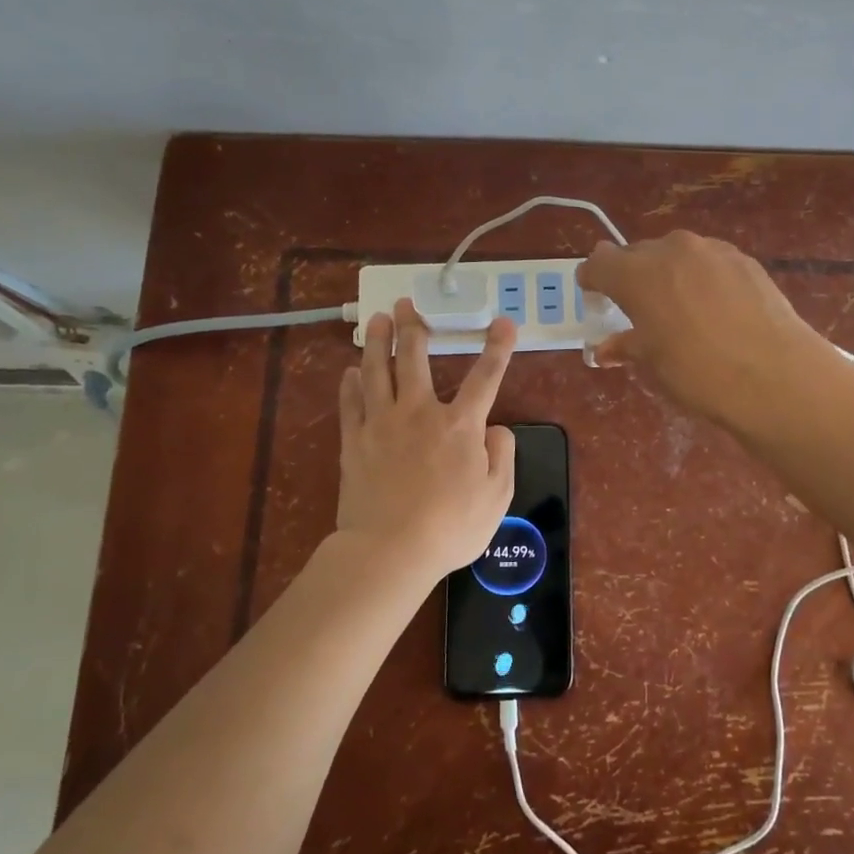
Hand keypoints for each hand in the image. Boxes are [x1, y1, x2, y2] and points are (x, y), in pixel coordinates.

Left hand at [336, 299, 517, 582]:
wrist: (390, 550)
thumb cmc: (451, 527)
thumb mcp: (497, 496)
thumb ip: (502, 456)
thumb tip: (496, 429)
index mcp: (460, 425)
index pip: (485, 377)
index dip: (497, 348)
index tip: (504, 322)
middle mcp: (419, 413)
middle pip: (415, 359)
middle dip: (414, 327)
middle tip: (406, 304)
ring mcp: (382, 424)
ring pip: (377, 371)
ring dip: (377, 341)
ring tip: (376, 319)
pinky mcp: (354, 441)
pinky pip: (351, 403)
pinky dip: (351, 384)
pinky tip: (350, 371)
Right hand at [577, 231, 831, 426]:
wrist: (774, 376)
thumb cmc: (698, 372)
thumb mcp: (653, 363)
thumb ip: (625, 346)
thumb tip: (605, 348)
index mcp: (637, 273)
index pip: (599, 262)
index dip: (593, 279)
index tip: (595, 297)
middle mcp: (671, 250)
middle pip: (638, 253)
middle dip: (631, 277)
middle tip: (637, 311)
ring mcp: (712, 250)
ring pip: (677, 255)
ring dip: (669, 275)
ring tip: (680, 311)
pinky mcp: (745, 260)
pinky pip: (709, 263)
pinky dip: (702, 279)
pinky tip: (715, 310)